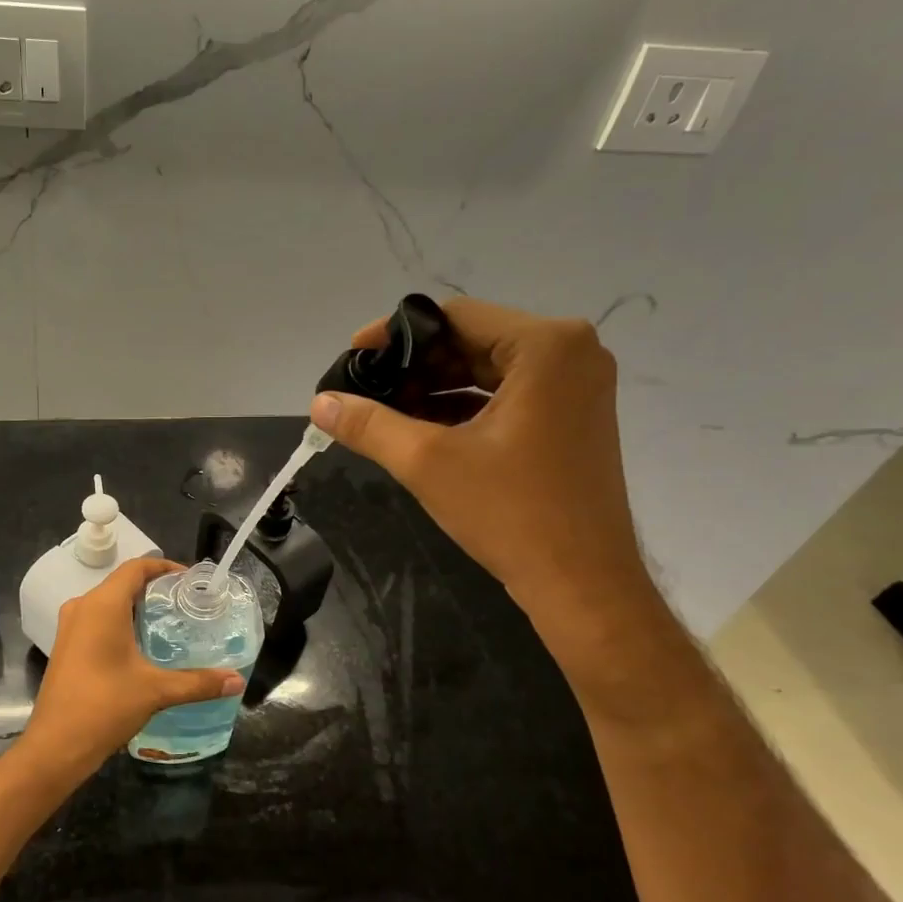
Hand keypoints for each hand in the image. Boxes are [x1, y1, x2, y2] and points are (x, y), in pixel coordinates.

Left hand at [17, 557, 241, 776]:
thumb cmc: (105, 706)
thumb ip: (198, 682)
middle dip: (154, 589)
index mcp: (103, 605)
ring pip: (108, 603)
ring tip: (169, 623)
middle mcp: (83, 607)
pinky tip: (142, 647)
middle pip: (122, 583)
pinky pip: (97, 620)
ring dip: (137, 607)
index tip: (191, 581)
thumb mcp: (156, 691)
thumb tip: (237, 680)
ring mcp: (70, 627)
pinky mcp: (66, 647)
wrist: (55, 747)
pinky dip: (121, 623)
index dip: (164, 567)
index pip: (136, 568)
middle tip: (187, 604)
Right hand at [311, 299, 651, 630]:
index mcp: (546, 346)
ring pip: (487, 369)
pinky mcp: (572, 417)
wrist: (583, 585)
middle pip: (471, 340)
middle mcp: (571, 353)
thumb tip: (319, 402)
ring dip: (435, 389)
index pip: (455, 316)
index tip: (354, 357)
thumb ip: (368, 424)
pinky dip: (463, 408)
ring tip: (384, 412)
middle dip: (415, 367)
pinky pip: (506, 395)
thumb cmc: (510, 513)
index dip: (396, 334)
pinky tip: (421, 430)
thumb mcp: (427, 462)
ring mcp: (577, 386)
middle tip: (364, 390)